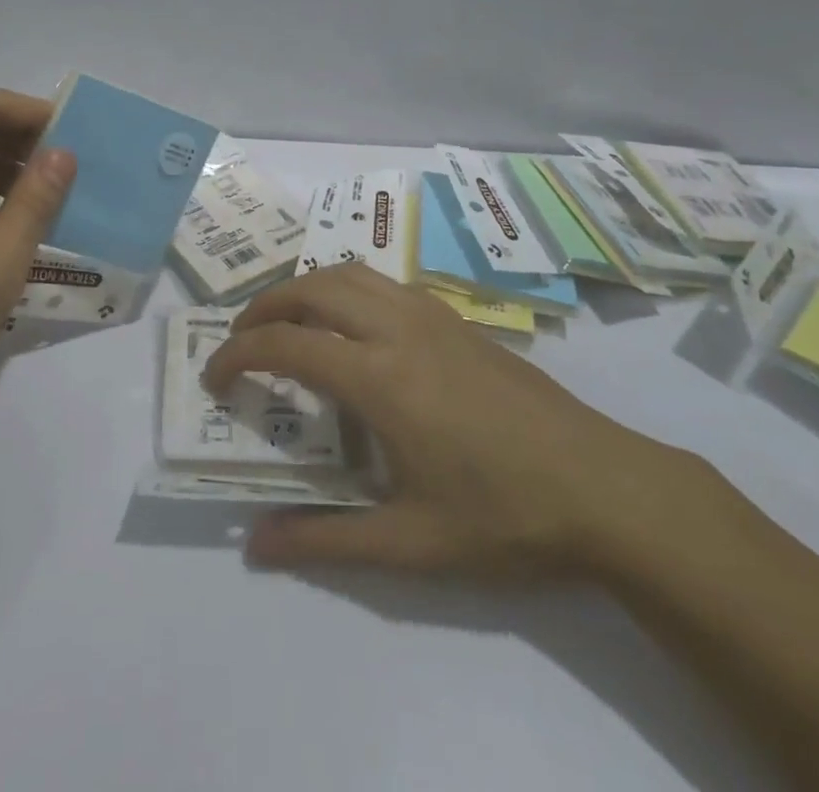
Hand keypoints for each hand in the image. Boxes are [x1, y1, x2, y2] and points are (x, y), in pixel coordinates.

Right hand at [203, 264, 696, 581]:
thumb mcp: (411, 544)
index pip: (287, 344)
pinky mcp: (455, 319)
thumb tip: (255, 545)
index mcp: (380, 378)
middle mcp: (397, 329)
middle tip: (240, 341)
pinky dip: (346, 288)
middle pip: (311, 289)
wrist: (605, 487)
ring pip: (349, 273)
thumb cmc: (505, 517)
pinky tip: (352, 327)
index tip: (213, 376)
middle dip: (264, 307)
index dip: (238, 354)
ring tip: (286, 323)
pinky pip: (382, 283)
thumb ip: (326, 539)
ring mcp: (431, 316)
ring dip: (305, 288)